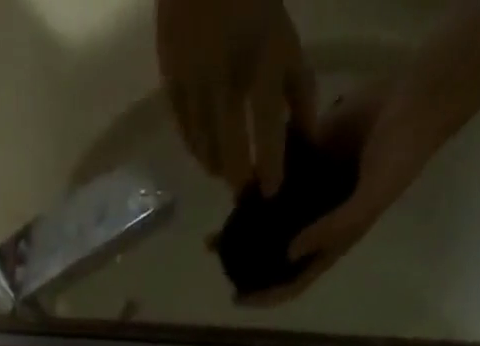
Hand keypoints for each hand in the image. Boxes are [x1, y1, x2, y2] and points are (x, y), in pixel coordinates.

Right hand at [156, 0, 315, 195]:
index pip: (265, 126)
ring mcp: (194, 83)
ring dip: (216, 166)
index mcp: (260, 62)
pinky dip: (197, 149)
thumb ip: (298, 89)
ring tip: (225, 172)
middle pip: (229, 148)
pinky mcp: (170, 85)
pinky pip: (185, 133)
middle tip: (244, 190)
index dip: (269, 165)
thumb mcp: (284, 41)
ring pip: (204, 147)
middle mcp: (225, 78)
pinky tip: (207, 152)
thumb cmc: (253, 7)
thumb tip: (308, 137)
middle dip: (238, 177)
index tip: (270, 192)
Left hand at [238, 77, 449, 306]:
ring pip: (268, 219)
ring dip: (243, 226)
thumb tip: (288, 253)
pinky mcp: (306, 160)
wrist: (413, 100)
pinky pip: (273, 180)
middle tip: (216, 258)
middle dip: (245, 262)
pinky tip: (232, 191)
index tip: (236, 299)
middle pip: (274, 253)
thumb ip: (329, 230)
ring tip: (214, 232)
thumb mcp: (367, 204)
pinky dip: (254, 187)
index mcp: (331, 244)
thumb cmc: (398, 160)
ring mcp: (309, 194)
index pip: (293, 280)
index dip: (266, 295)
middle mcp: (315, 224)